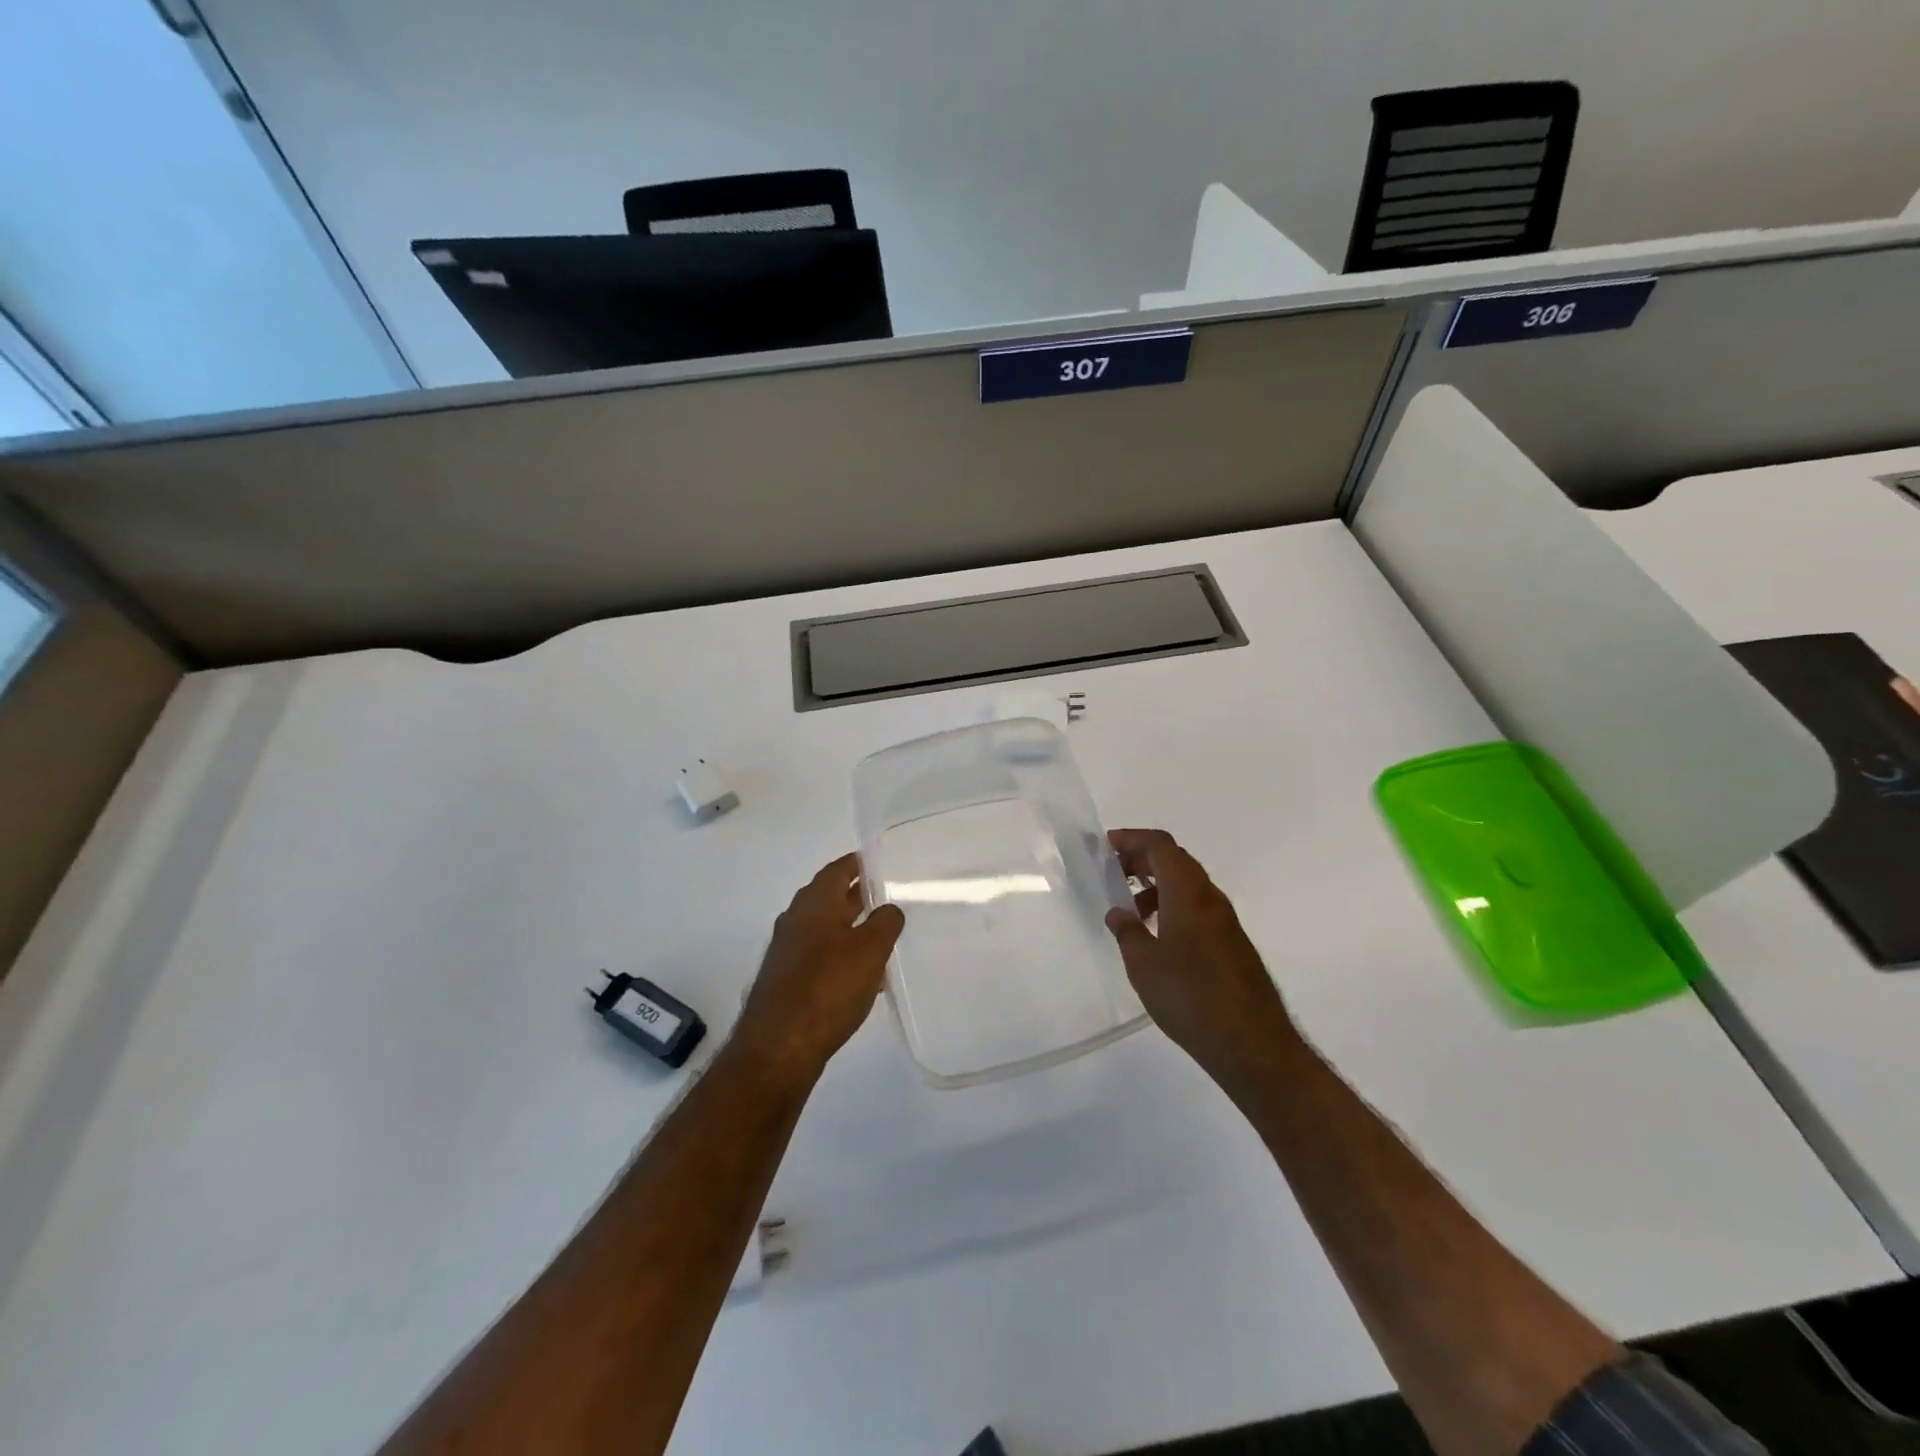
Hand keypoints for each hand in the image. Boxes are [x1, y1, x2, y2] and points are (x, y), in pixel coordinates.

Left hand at [733, 853, 904, 1082]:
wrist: (779, 1046)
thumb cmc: (828, 987)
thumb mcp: (870, 950)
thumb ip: (885, 923)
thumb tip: (889, 908)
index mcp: (815, 904)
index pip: (837, 870)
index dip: (858, 863)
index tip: (878, 861)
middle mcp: (796, 920)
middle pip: (828, 897)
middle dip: (855, 895)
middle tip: (885, 895)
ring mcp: (787, 951)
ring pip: (823, 928)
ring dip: (849, 927)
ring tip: (880, 936)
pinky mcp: (786, 980)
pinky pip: (818, 956)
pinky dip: (839, 955)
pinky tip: (860, 976)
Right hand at [1105, 829, 1297, 1086]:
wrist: (1251, 1043)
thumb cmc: (1190, 995)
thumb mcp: (1143, 964)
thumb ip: (1127, 932)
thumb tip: (1118, 913)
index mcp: (1187, 892)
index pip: (1161, 845)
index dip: (1132, 839)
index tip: (1106, 847)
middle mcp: (1210, 897)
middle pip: (1175, 861)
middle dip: (1142, 860)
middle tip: (1112, 874)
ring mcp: (1225, 921)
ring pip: (1188, 886)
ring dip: (1157, 887)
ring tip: (1130, 912)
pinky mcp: (1232, 944)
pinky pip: (1197, 909)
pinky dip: (1173, 908)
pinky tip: (1157, 939)